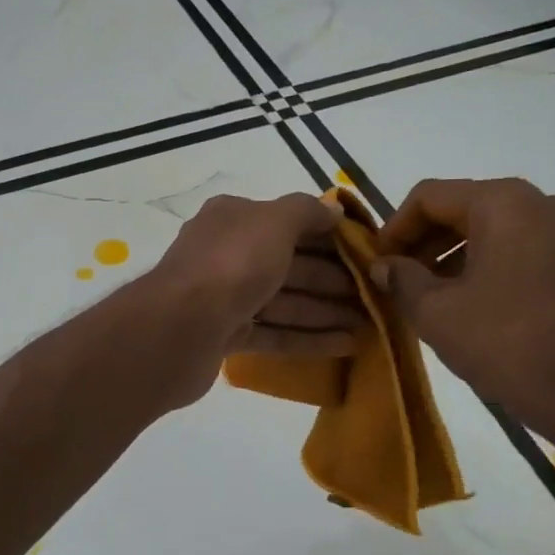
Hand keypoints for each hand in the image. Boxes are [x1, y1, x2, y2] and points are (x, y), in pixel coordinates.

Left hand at [145, 192, 364, 404]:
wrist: (178, 329)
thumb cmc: (232, 264)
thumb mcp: (274, 222)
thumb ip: (306, 211)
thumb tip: (332, 209)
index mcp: (232, 220)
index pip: (288, 222)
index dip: (329, 236)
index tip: (368, 254)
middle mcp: (225, 254)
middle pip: (288, 264)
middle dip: (333, 279)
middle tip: (376, 295)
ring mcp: (222, 298)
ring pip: (283, 301)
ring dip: (325, 311)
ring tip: (370, 324)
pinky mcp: (223, 336)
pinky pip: (273, 334)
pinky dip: (307, 338)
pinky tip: (345, 346)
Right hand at [371, 177, 554, 444]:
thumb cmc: (504, 343)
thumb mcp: (434, 311)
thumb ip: (400, 278)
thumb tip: (384, 266)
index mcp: (505, 203)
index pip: (430, 197)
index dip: (394, 227)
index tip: (378, 263)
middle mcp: (546, 203)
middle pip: (466, 207)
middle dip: (426, 241)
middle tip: (399, 278)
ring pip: (498, 228)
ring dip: (457, 254)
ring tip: (432, 293)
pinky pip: (527, 248)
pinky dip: (493, 264)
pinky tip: (475, 301)